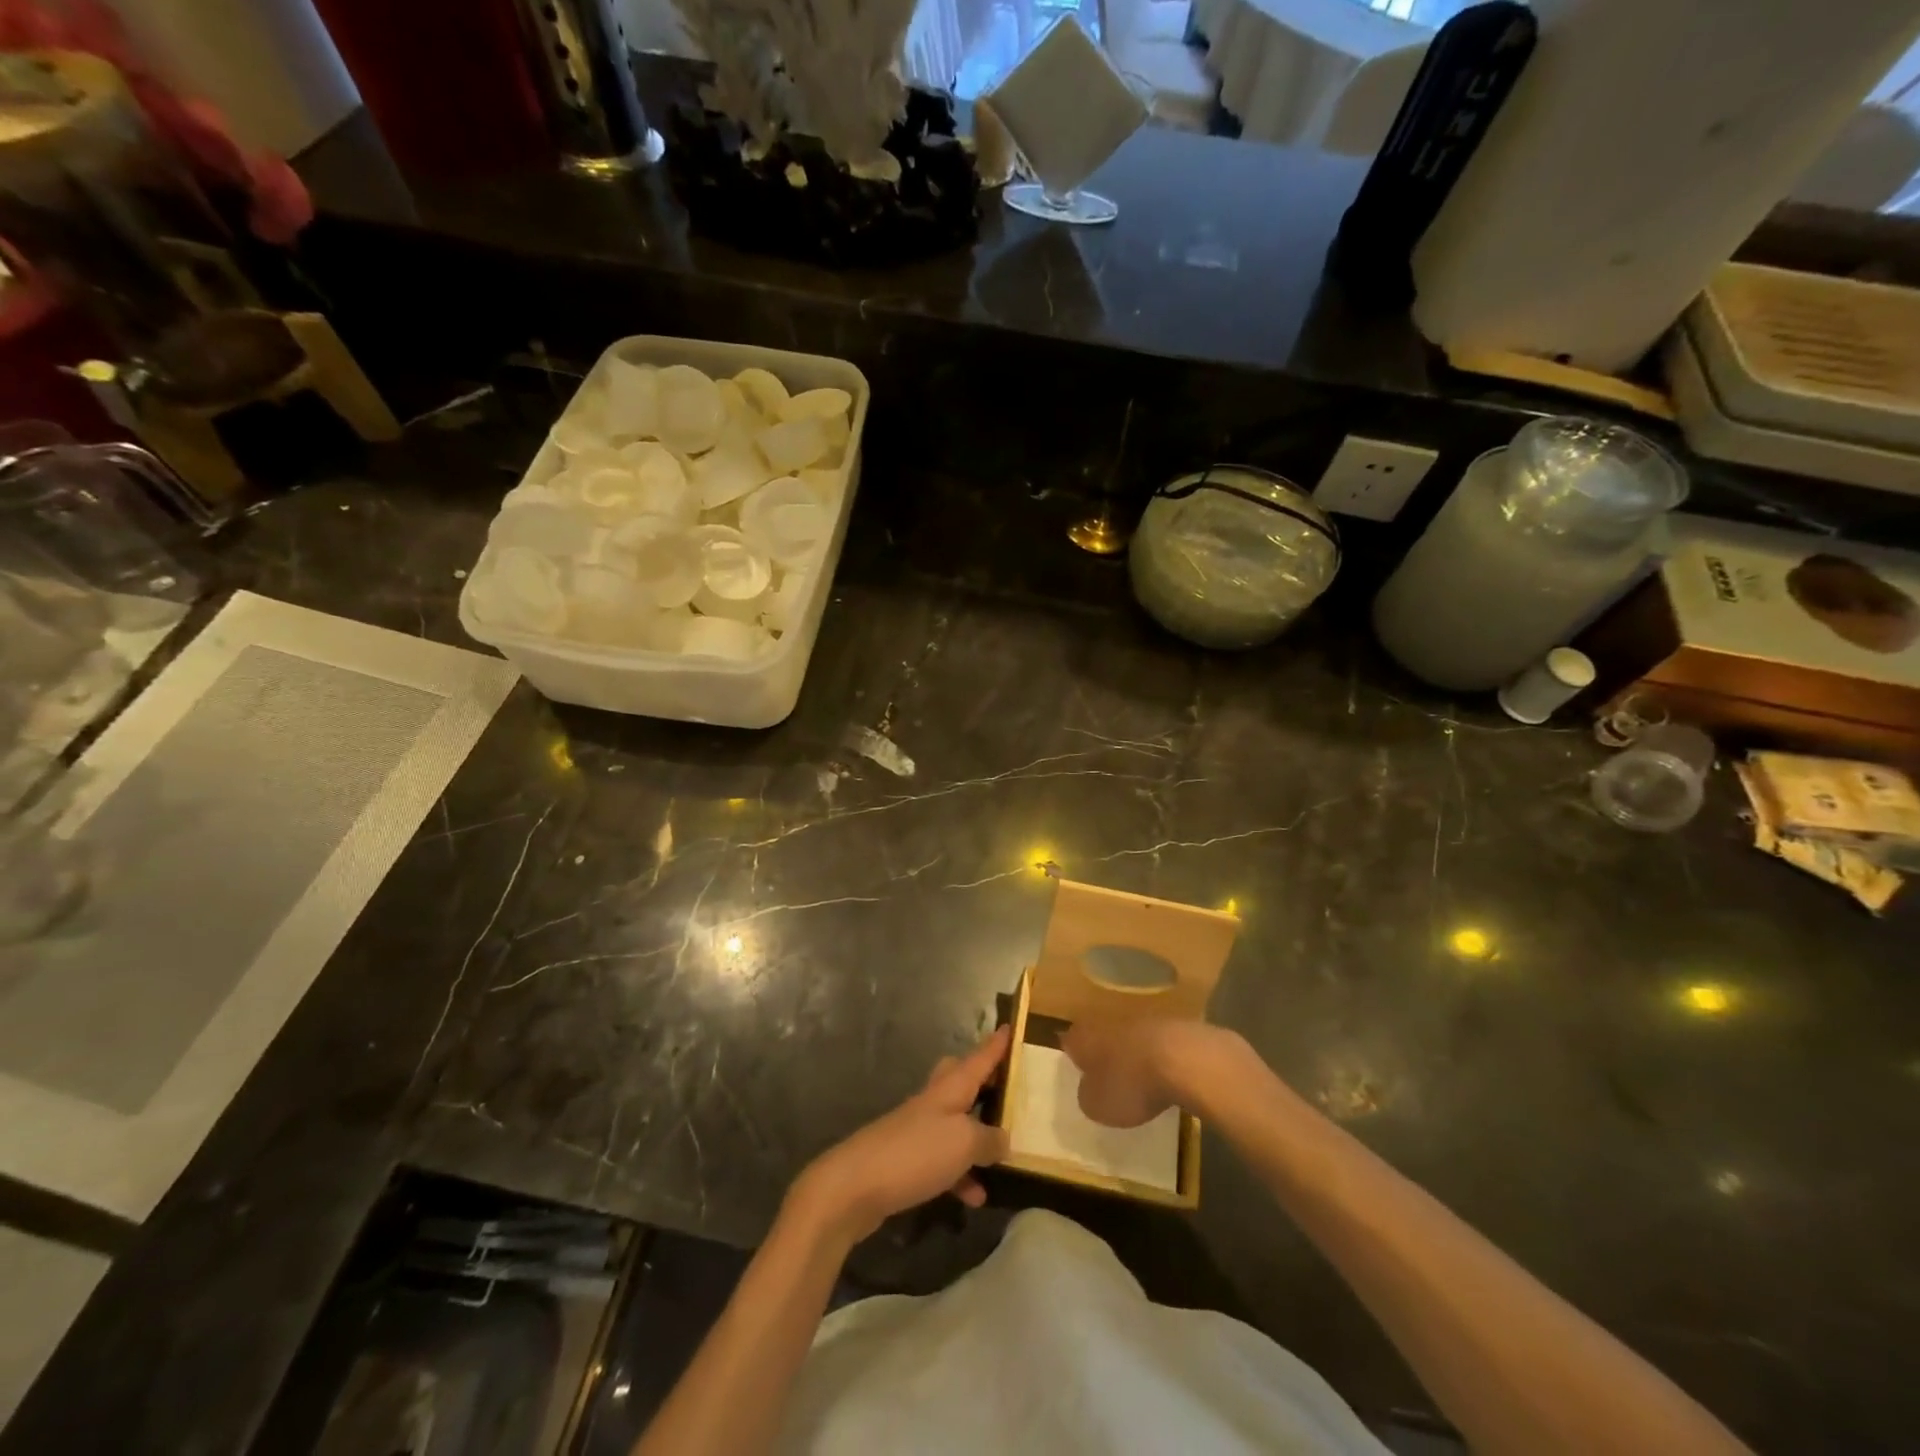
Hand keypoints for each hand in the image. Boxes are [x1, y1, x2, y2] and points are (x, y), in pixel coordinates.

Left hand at [789, 1026, 1010, 1244]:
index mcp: (950, 1088)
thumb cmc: (915, 1152)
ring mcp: (918, 1130)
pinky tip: (974, 1197)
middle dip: (982, 1081)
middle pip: (960, 1079)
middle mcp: (934, 1101)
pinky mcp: (907, 1160)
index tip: (1010, 1028)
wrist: (854, 1186)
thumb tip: (1003, 1139)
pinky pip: (944, 1160)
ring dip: (977, 1138)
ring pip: (955, 1123)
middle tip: (1005, 1088)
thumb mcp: (964, 1143)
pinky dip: (960, 1174)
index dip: (996, 1045)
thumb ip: (989, 1139)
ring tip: (1003, 1157)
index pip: (979, 1058)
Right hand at [1062, 1019, 1243, 1127]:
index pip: (1070, 1043)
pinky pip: (1156, 1044)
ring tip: (1138, 1081)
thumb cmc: (1129, 1084)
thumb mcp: (1097, 1106)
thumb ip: (1087, 1097)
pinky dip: (1157, 1058)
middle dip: (1103, 1054)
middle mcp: (1108, 1022)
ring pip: (1129, 1038)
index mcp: (1084, 1037)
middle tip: (1106, 1078)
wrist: (1182, 1059)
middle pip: (1100, 1036)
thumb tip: (1089, 1090)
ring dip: (1131, 1055)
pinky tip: (1165, 1077)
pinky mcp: (1171, 1027)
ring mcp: (1141, 1021)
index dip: (1073, 1058)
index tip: (1078, 1074)